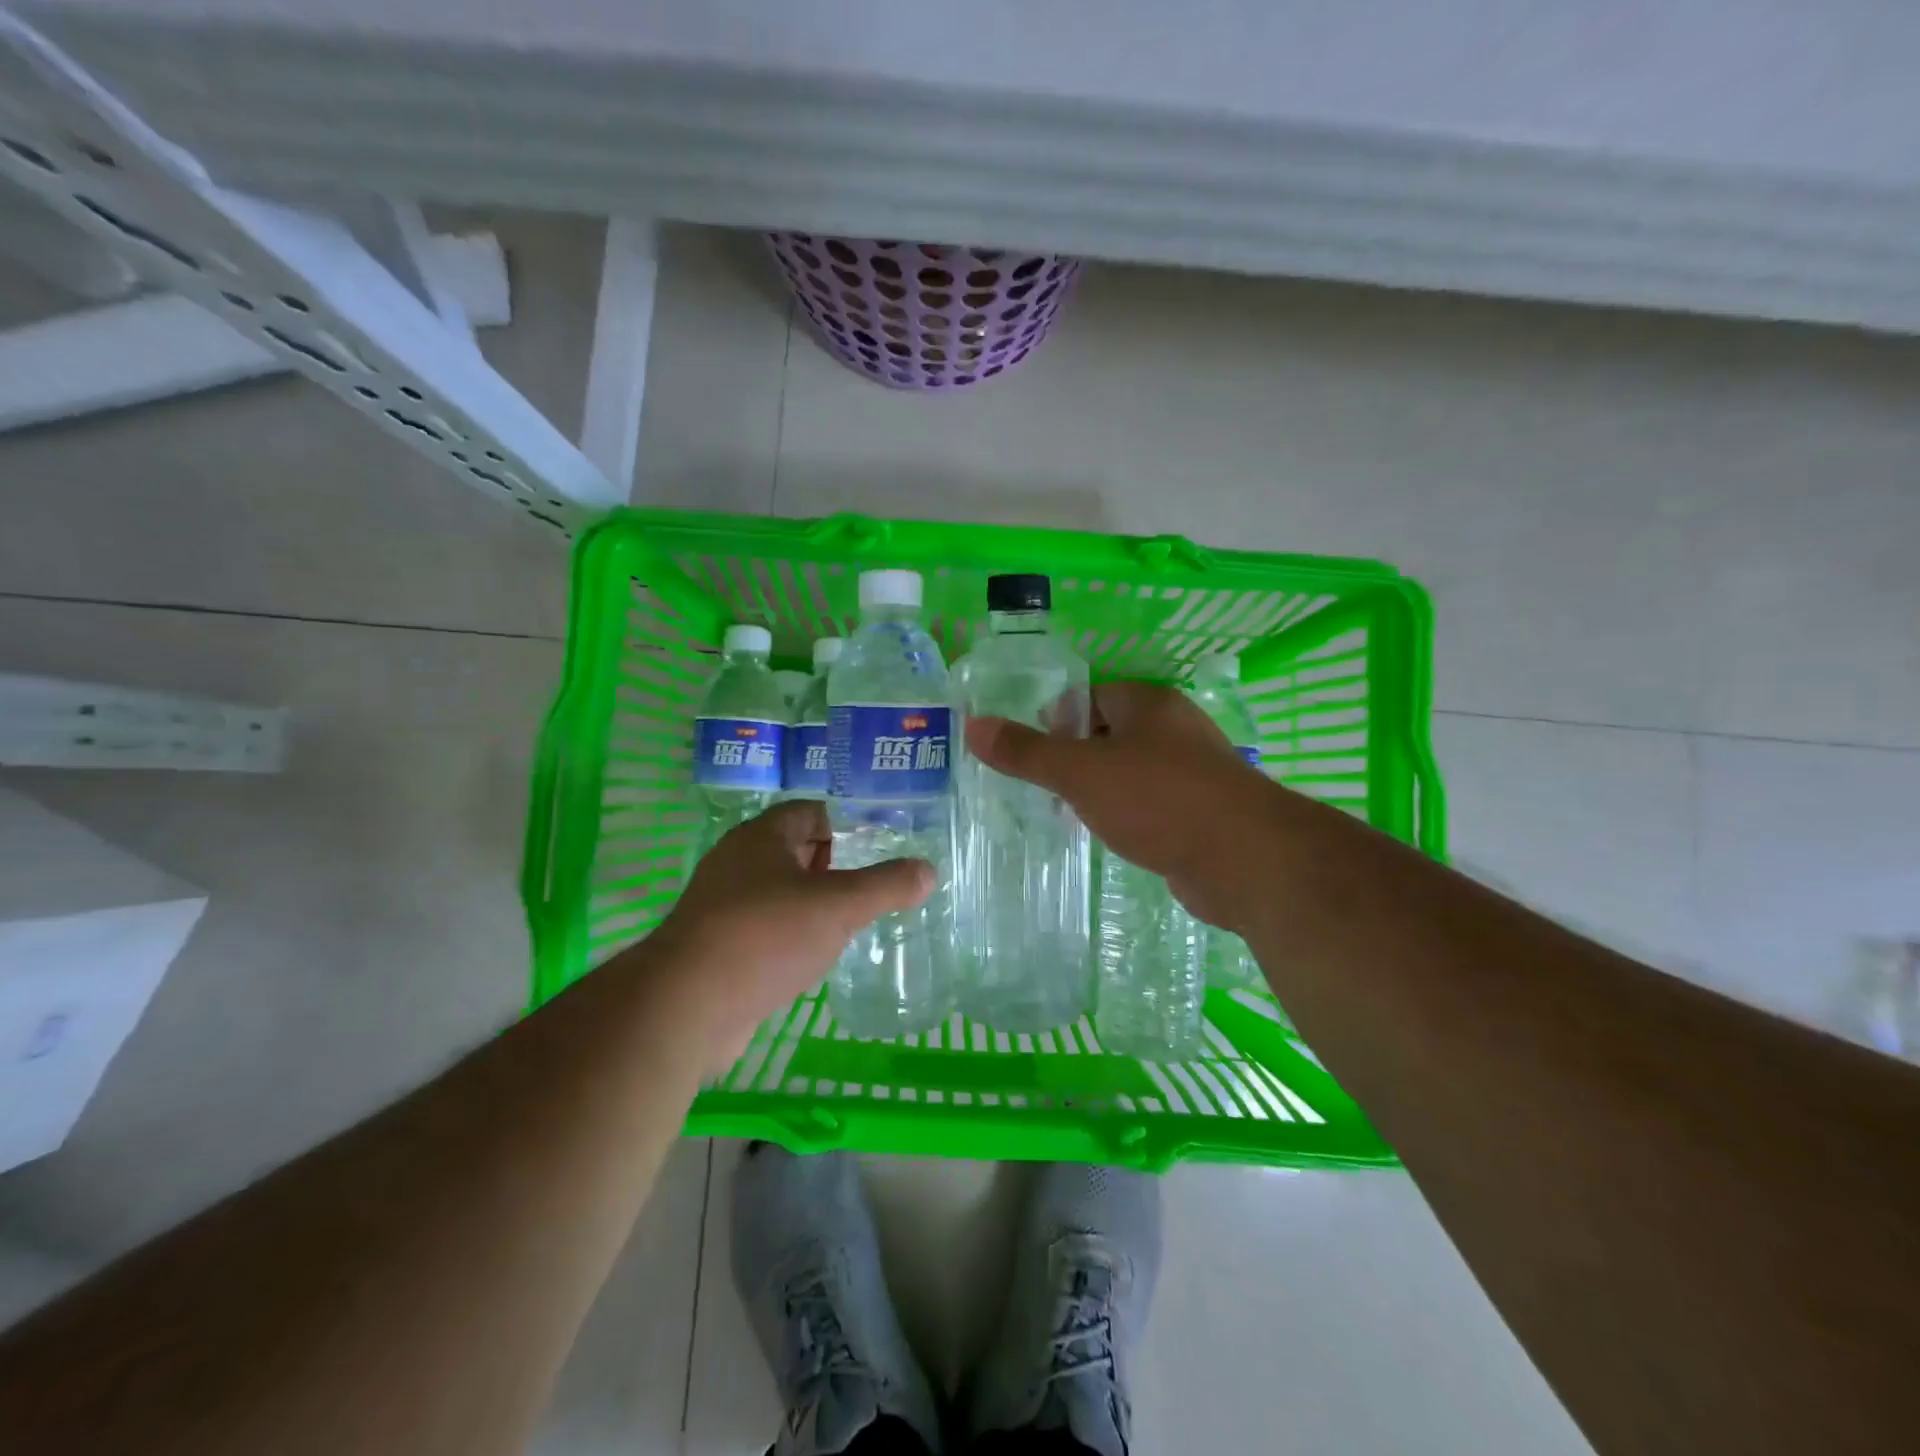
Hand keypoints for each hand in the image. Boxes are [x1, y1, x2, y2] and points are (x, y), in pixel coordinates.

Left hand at [648, 801, 932, 1069]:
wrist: (686, 1007)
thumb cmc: (766, 936)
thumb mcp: (839, 906)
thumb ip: (886, 886)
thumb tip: (928, 870)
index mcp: (761, 836)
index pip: (811, 812)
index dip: (847, 824)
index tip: (881, 846)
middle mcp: (737, 862)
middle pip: (795, 850)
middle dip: (834, 864)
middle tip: (874, 884)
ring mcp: (722, 905)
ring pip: (780, 891)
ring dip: (813, 902)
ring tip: (853, 919)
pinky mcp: (717, 946)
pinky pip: (765, 927)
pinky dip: (791, 934)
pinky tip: (814, 955)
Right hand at [966, 681, 1271, 930]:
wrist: (1244, 860)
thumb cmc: (1158, 799)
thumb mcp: (1081, 772)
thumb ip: (1027, 752)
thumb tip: (974, 725)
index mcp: (1148, 704)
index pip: (1092, 696)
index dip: (1058, 720)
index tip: (1034, 755)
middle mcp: (1174, 730)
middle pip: (1110, 734)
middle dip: (1075, 760)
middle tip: (1044, 790)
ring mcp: (1193, 773)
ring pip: (1131, 772)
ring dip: (1100, 791)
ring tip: (1068, 817)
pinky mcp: (1202, 813)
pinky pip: (1152, 805)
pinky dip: (1128, 817)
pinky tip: (1110, 839)